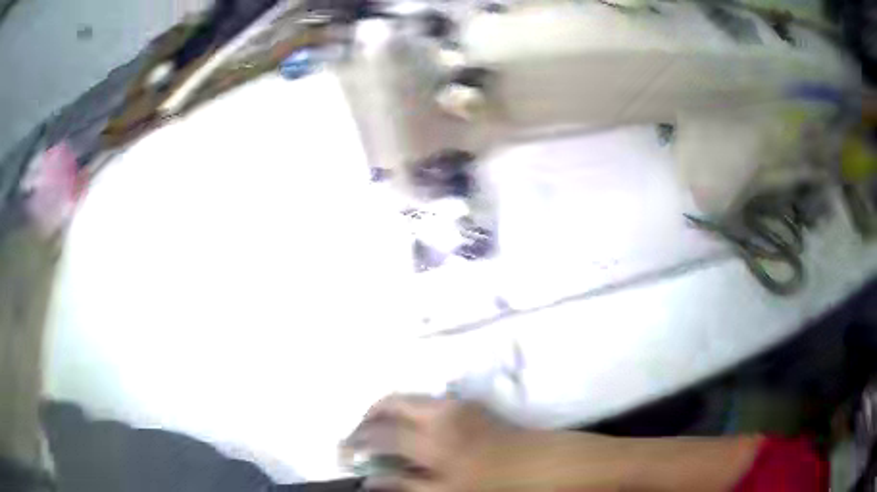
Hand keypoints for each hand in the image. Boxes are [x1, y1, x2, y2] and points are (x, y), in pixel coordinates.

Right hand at [340, 395, 527, 491]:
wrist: (540, 461)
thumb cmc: (495, 483)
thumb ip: (406, 485)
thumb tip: (368, 481)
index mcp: (433, 440)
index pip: (380, 435)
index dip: (355, 444)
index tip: (342, 453)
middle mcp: (439, 414)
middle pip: (388, 403)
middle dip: (365, 417)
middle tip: (356, 437)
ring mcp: (454, 404)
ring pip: (406, 397)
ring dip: (384, 411)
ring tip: (377, 432)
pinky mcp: (465, 403)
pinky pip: (423, 400)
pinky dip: (405, 409)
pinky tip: (406, 428)